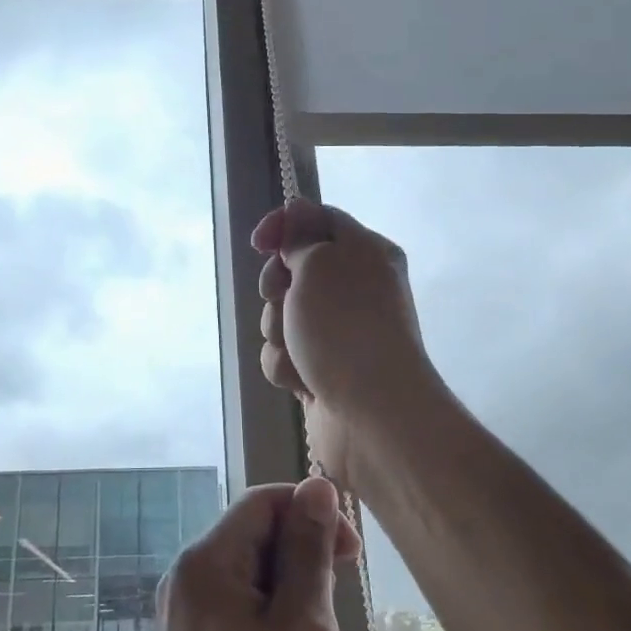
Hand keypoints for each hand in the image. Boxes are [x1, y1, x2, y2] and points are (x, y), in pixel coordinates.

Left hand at [136, 480, 360, 630]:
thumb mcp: (305, 625)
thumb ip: (308, 549)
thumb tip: (316, 486)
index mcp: (206, 561)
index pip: (262, 502)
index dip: (310, 512)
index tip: (352, 552)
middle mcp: (185, 578)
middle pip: (252, 535)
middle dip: (300, 555)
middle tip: (338, 603)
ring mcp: (183, 616)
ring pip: (248, 573)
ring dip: (290, 589)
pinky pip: (236, 606)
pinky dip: (271, 616)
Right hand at [252, 200, 440, 489]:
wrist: (372, 414)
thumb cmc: (345, 326)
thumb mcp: (319, 262)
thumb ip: (300, 237)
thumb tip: (297, 217)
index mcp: (366, 252)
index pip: (317, 219)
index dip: (283, 226)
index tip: (259, 243)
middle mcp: (354, 288)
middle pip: (292, 269)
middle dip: (277, 288)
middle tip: (285, 300)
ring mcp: (336, 331)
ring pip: (281, 315)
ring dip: (279, 331)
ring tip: (300, 350)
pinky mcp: (320, 368)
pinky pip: (284, 353)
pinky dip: (287, 365)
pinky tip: (303, 381)